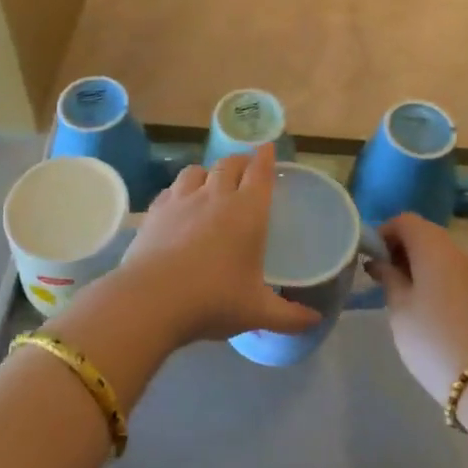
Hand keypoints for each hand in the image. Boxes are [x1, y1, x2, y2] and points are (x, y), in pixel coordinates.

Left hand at [114, 144, 322, 347]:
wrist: (152, 299)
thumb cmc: (213, 300)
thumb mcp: (257, 312)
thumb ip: (289, 316)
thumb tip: (315, 320)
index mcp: (247, 211)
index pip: (260, 172)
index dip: (265, 157)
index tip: (267, 147)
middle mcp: (216, 195)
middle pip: (229, 164)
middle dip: (240, 161)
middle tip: (246, 167)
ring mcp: (182, 199)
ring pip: (197, 170)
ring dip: (209, 171)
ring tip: (211, 181)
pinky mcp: (156, 210)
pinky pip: (172, 188)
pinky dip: (181, 189)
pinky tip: (180, 202)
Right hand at [368, 213, 467, 400]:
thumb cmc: (434, 340)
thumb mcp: (400, 310)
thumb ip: (388, 278)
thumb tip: (380, 261)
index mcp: (435, 247)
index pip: (405, 220)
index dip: (384, 232)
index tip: (370, 257)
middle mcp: (459, 252)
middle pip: (425, 234)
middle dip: (401, 249)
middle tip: (382, 277)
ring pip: (442, 255)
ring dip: (419, 266)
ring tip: (401, 296)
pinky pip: (455, 274)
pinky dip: (437, 280)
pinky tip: (427, 310)